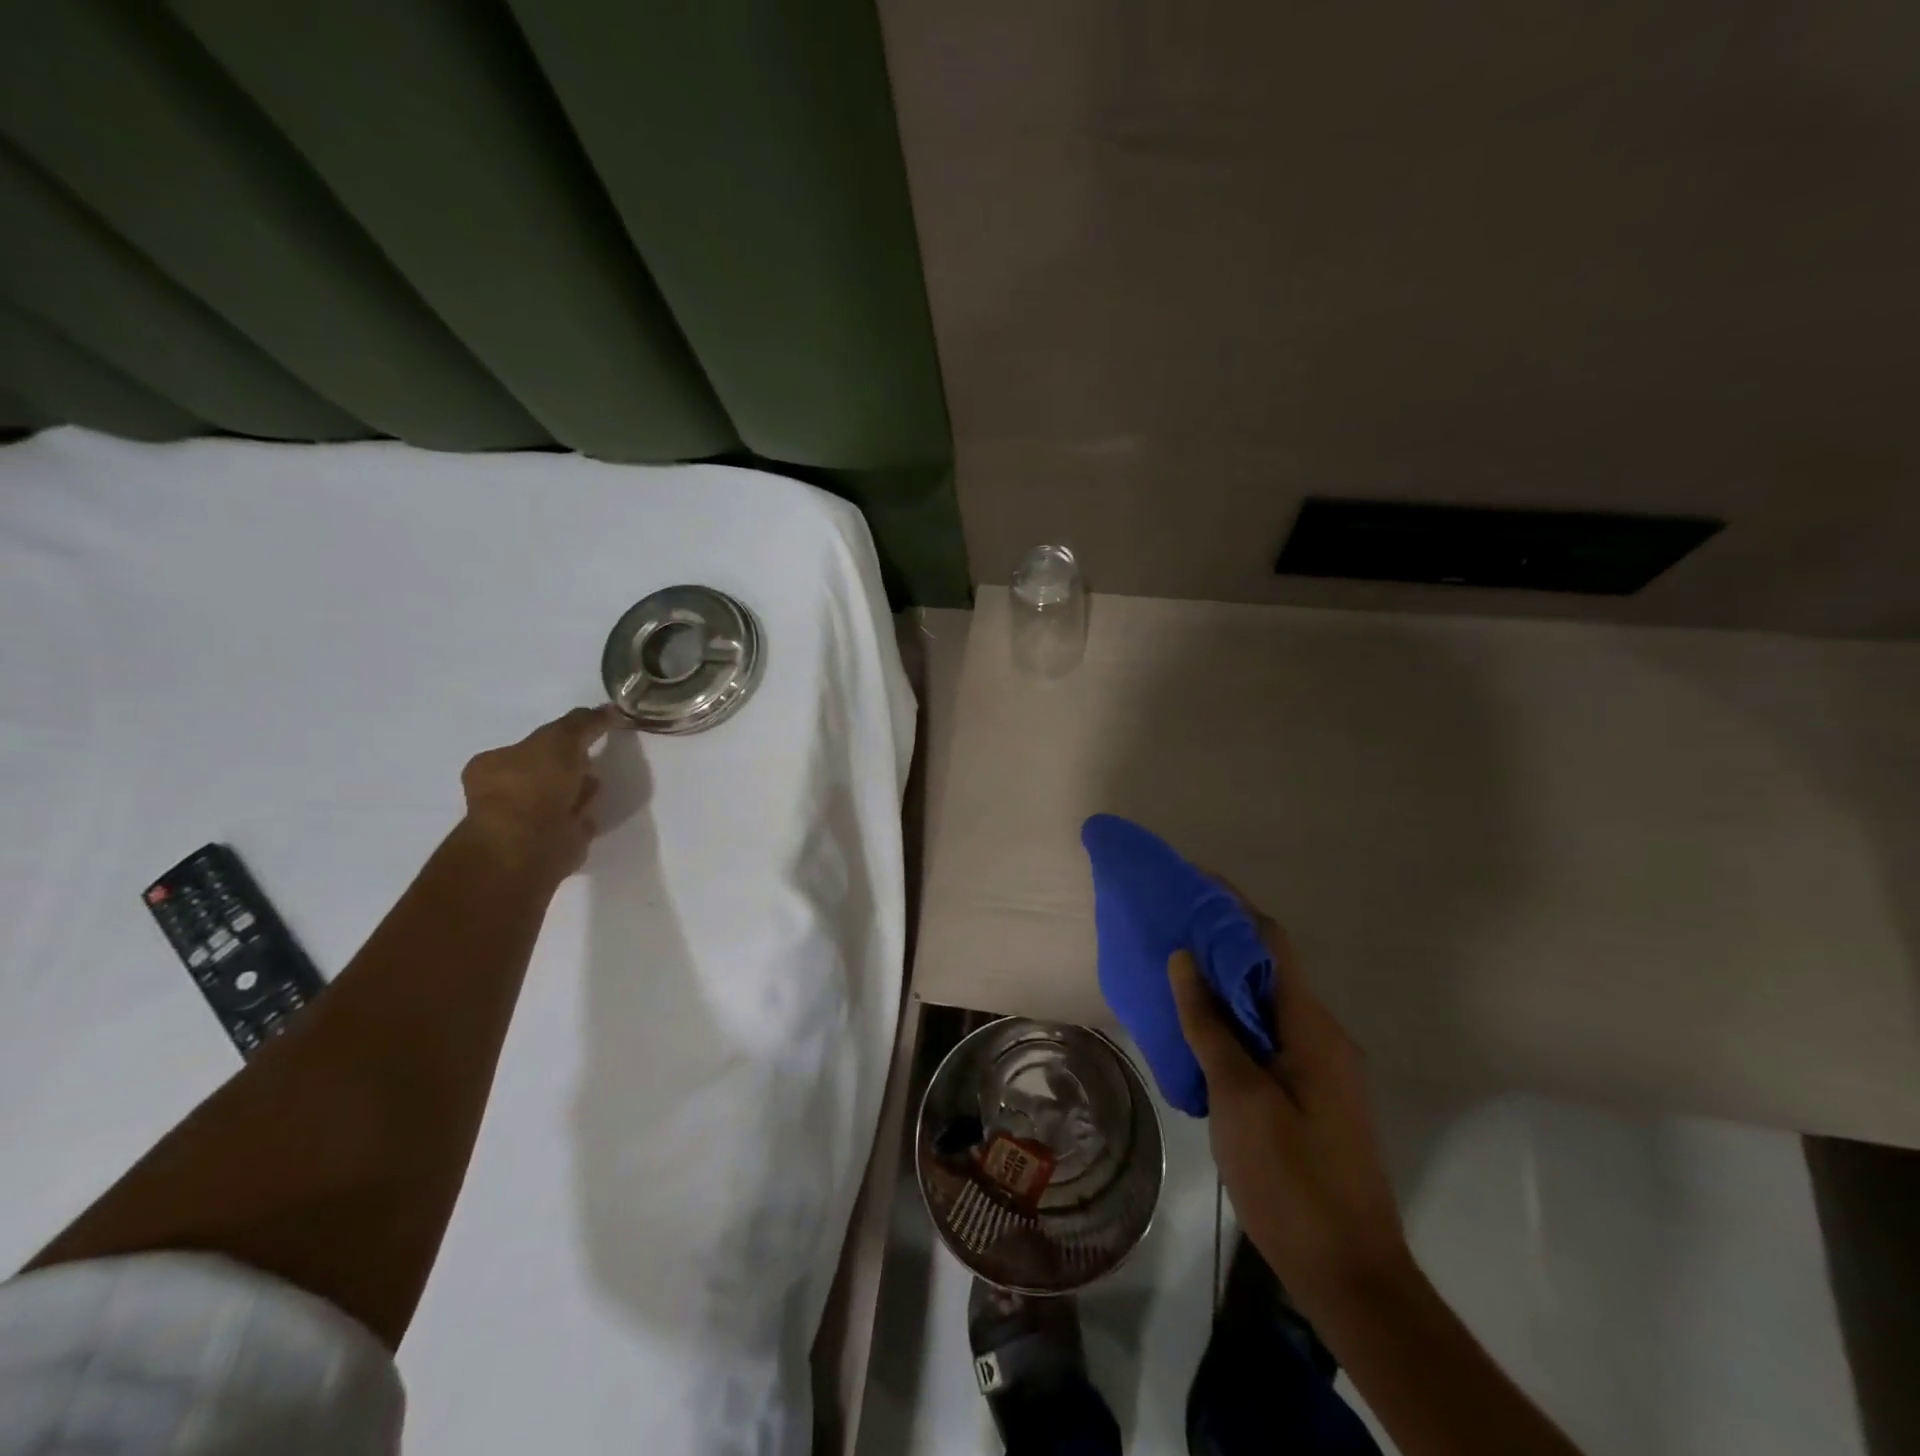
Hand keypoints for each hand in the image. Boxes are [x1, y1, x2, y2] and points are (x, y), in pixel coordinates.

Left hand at [459, 706, 626, 881]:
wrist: (531, 843)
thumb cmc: (535, 784)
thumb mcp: (560, 738)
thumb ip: (583, 722)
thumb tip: (607, 709)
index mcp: (493, 764)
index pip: (528, 746)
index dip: (557, 740)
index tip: (584, 738)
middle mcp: (503, 793)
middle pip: (545, 772)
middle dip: (570, 766)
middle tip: (593, 760)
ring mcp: (525, 821)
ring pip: (560, 798)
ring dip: (579, 791)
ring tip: (597, 786)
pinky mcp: (548, 844)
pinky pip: (572, 823)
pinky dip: (584, 816)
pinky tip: (595, 812)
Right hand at [1169, 894, 1412, 1320]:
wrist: (1350, 1274)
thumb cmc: (1292, 1179)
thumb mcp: (1239, 1098)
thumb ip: (1210, 1024)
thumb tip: (1185, 959)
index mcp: (1312, 1028)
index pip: (1271, 943)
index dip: (1232, 907)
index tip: (1189, 885)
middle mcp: (1323, 1036)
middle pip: (1269, 969)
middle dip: (1220, 942)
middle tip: (1168, 928)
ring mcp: (1321, 1067)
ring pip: (1267, 1005)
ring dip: (1224, 983)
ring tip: (1174, 971)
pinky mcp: (1313, 1094)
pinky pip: (1268, 1037)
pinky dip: (1233, 1020)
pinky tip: (1198, 1031)